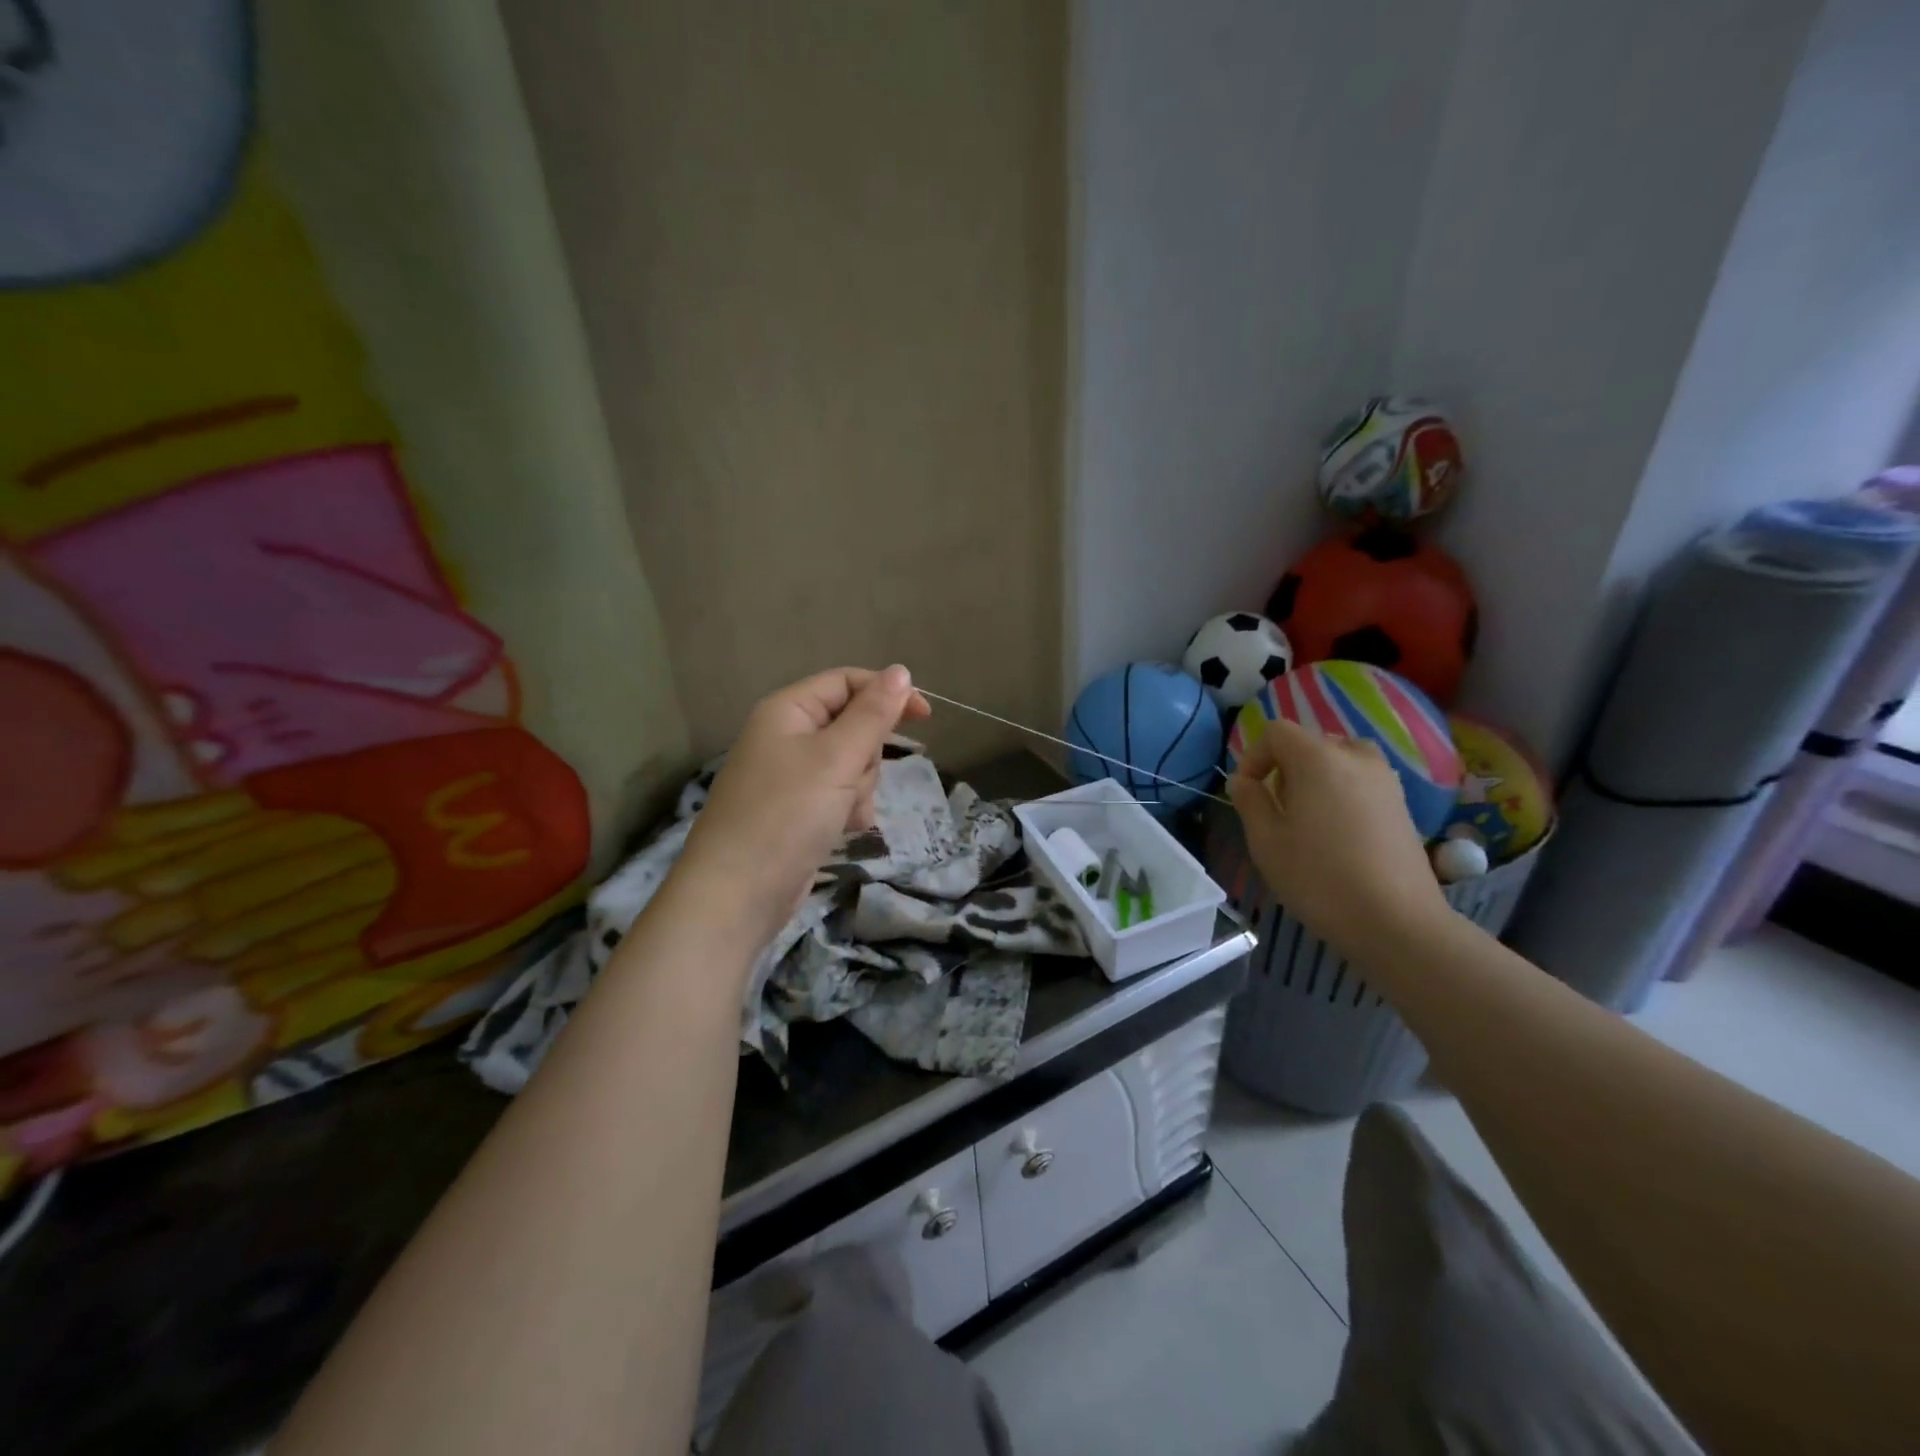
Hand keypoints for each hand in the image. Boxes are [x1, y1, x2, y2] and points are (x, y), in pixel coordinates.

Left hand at [677, 666, 930, 952]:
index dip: (886, 693)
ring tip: (843, 813)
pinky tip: (842, 831)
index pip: (846, 682)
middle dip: (867, 756)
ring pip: (852, 765)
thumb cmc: (787, 814)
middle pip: (853, 726)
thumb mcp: (836, 758)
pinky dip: (849, 811)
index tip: (925, 716)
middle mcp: (787, 738)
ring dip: (860, 789)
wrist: (739, 894)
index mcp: (788, 711)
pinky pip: (840, 796)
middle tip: (852, 780)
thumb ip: (872, 714)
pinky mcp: (799, 811)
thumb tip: (901, 670)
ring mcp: (792, 777)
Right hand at [1226, 715, 1448, 961]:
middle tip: (1276, 808)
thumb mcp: (1266, 841)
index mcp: (1317, 758)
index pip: (1277, 732)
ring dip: (1316, 778)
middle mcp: (1355, 757)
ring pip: (1339, 760)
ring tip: (1307, 818)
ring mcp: (1385, 779)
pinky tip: (1338, 834)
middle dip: (1285, 767)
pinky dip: (1342, 792)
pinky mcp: (1402, 804)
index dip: (1254, 756)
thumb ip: (1250, 801)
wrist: (1397, 922)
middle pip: (1310, 742)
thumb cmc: (1319, 878)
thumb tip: (1242, 781)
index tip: (1247, 792)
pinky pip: (1361, 781)